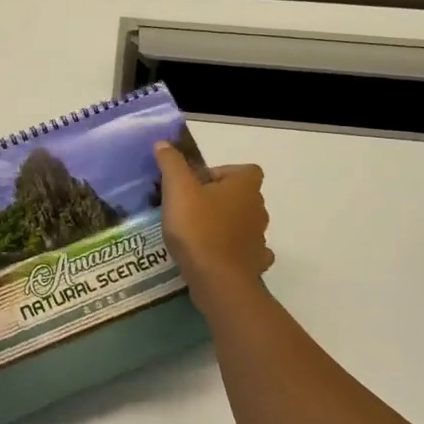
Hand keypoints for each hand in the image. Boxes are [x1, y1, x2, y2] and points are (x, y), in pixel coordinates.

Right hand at [154, 142, 273, 305]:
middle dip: (220, 199)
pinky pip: (246, 252)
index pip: (245, 170)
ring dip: (227, 225)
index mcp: (244, 187)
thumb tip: (163, 143)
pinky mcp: (255, 263)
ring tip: (197, 234)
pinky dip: (234, 251)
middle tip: (191, 208)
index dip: (224, 173)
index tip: (198, 184)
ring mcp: (259, 238)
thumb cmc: (199, 229)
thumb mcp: (178, 190)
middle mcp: (258, 209)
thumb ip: (171, 164)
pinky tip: (215, 256)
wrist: (218, 280)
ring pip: (244, 224)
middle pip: (242, 196)